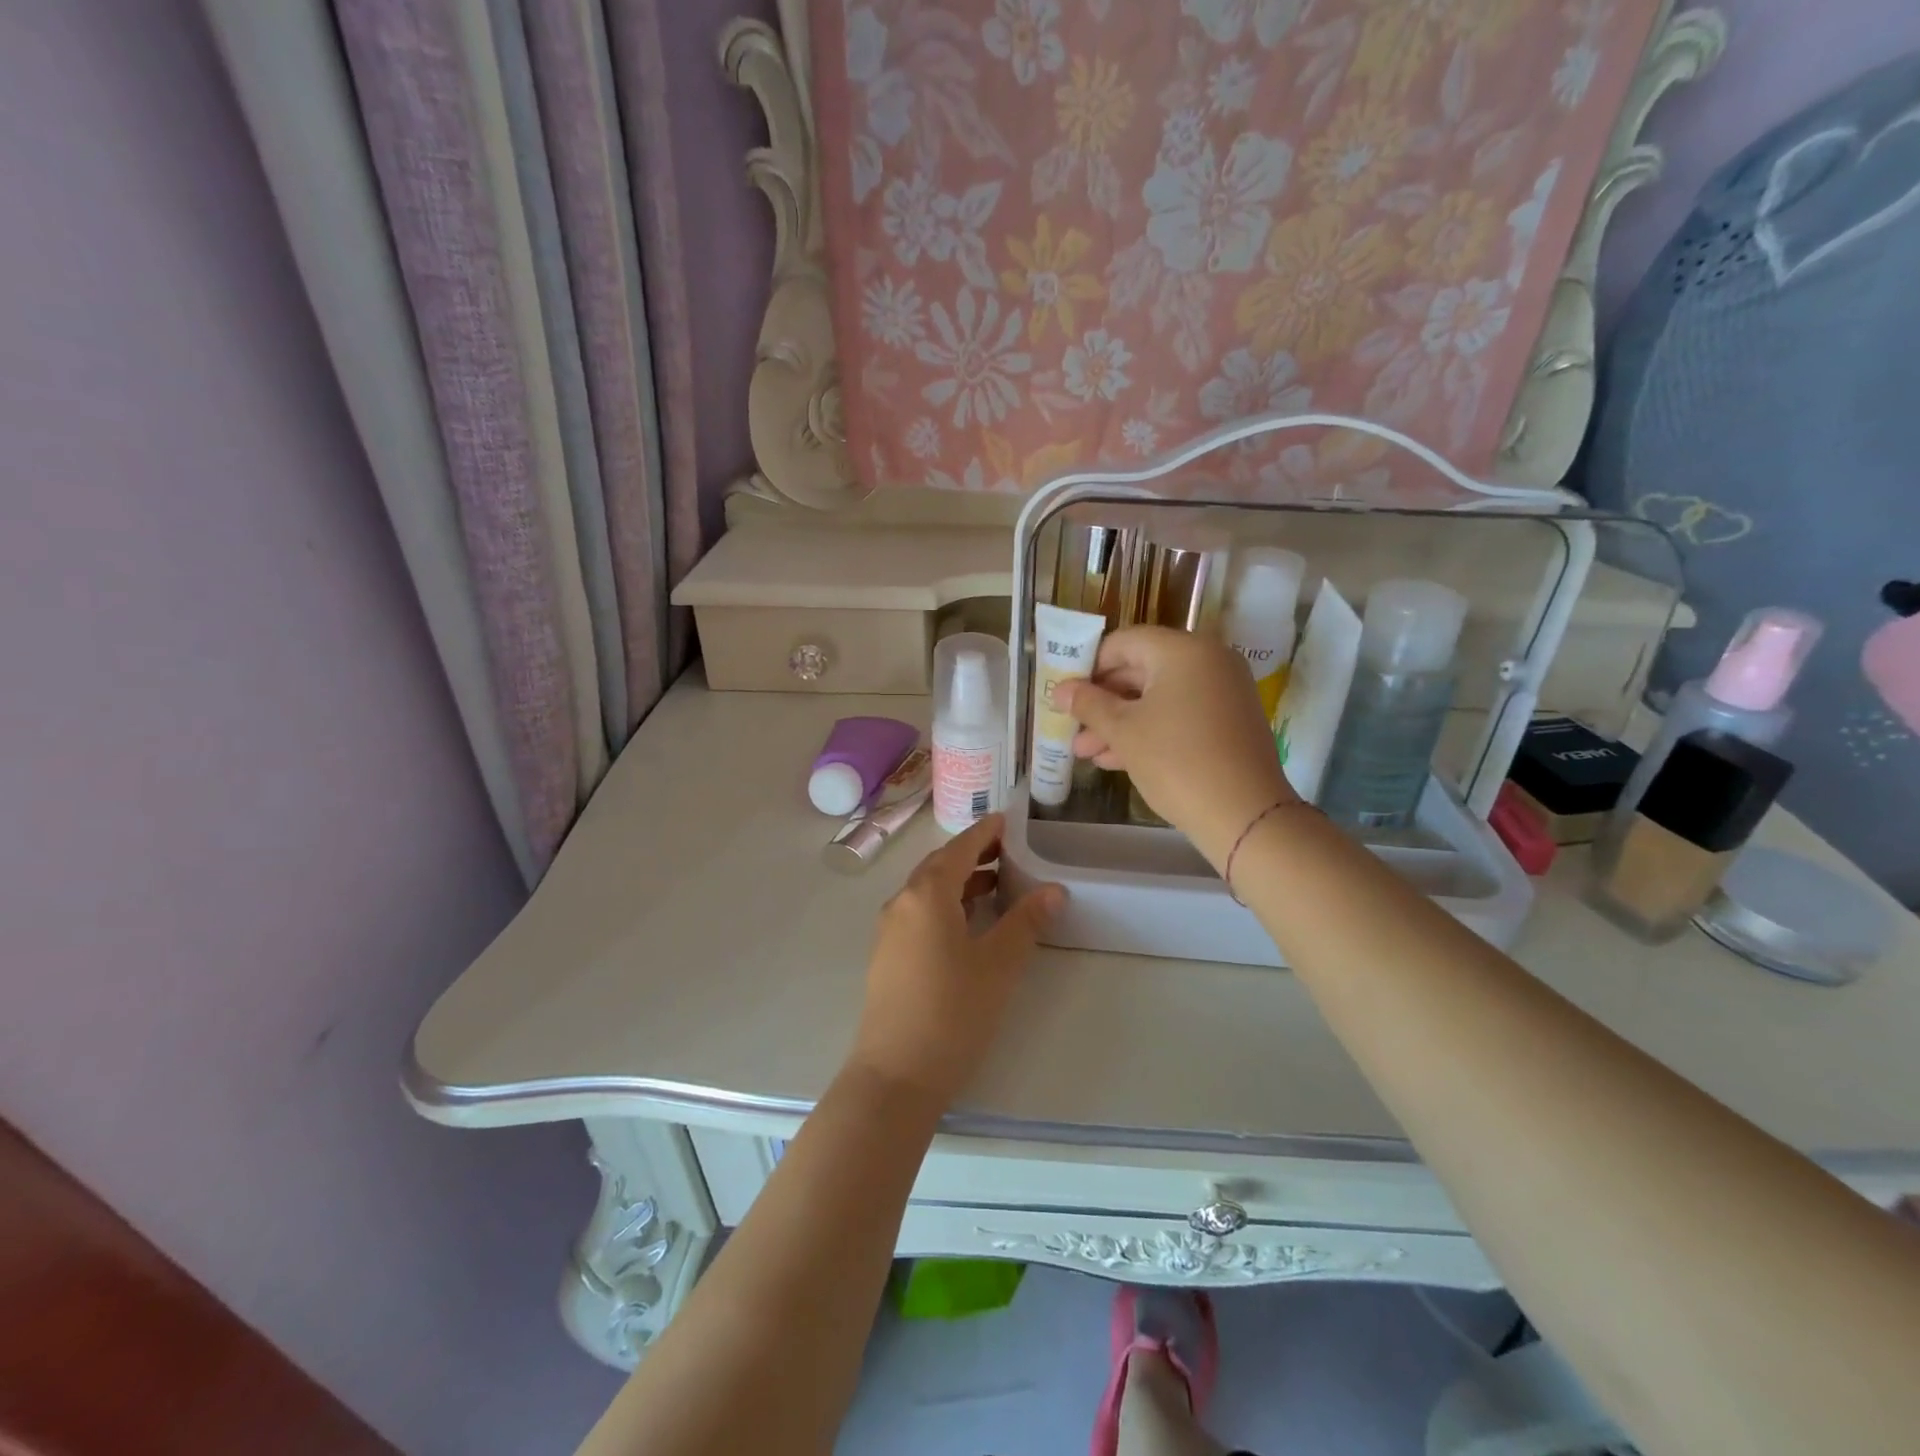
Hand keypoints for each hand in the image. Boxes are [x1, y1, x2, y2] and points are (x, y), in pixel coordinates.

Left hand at [847, 816, 1063, 1108]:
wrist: (896, 1075)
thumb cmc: (953, 1012)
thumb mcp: (999, 964)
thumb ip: (1026, 921)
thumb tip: (1054, 890)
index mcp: (927, 894)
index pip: (960, 849)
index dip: (985, 832)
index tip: (1008, 820)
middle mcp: (902, 902)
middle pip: (940, 866)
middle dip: (974, 854)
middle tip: (1010, 851)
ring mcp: (890, 930)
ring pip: (928, 890)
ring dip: (961, 881)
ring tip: (998, 884)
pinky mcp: (888, 955)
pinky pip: (920, 913)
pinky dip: (947, 904)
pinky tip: (970, 922)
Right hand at [1058, 627, 1294, 866]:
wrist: (1245, 814)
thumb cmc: (1177, 761)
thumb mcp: (1124, 731)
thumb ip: (1089, 705)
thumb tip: (1060, 690)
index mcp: (1183, 650)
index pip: (1123, 642)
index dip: (1089, 666)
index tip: (1067, 695)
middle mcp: (1208, 661)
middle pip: (1141, 670)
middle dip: (1102, 702)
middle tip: (1072, 728)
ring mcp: (1222, 692)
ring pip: (1158, 697)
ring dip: (1120, 722)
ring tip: (1086, 753)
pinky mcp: (1228, 721)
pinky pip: (1179, 714)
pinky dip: (1149, 730)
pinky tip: (1116, 759)